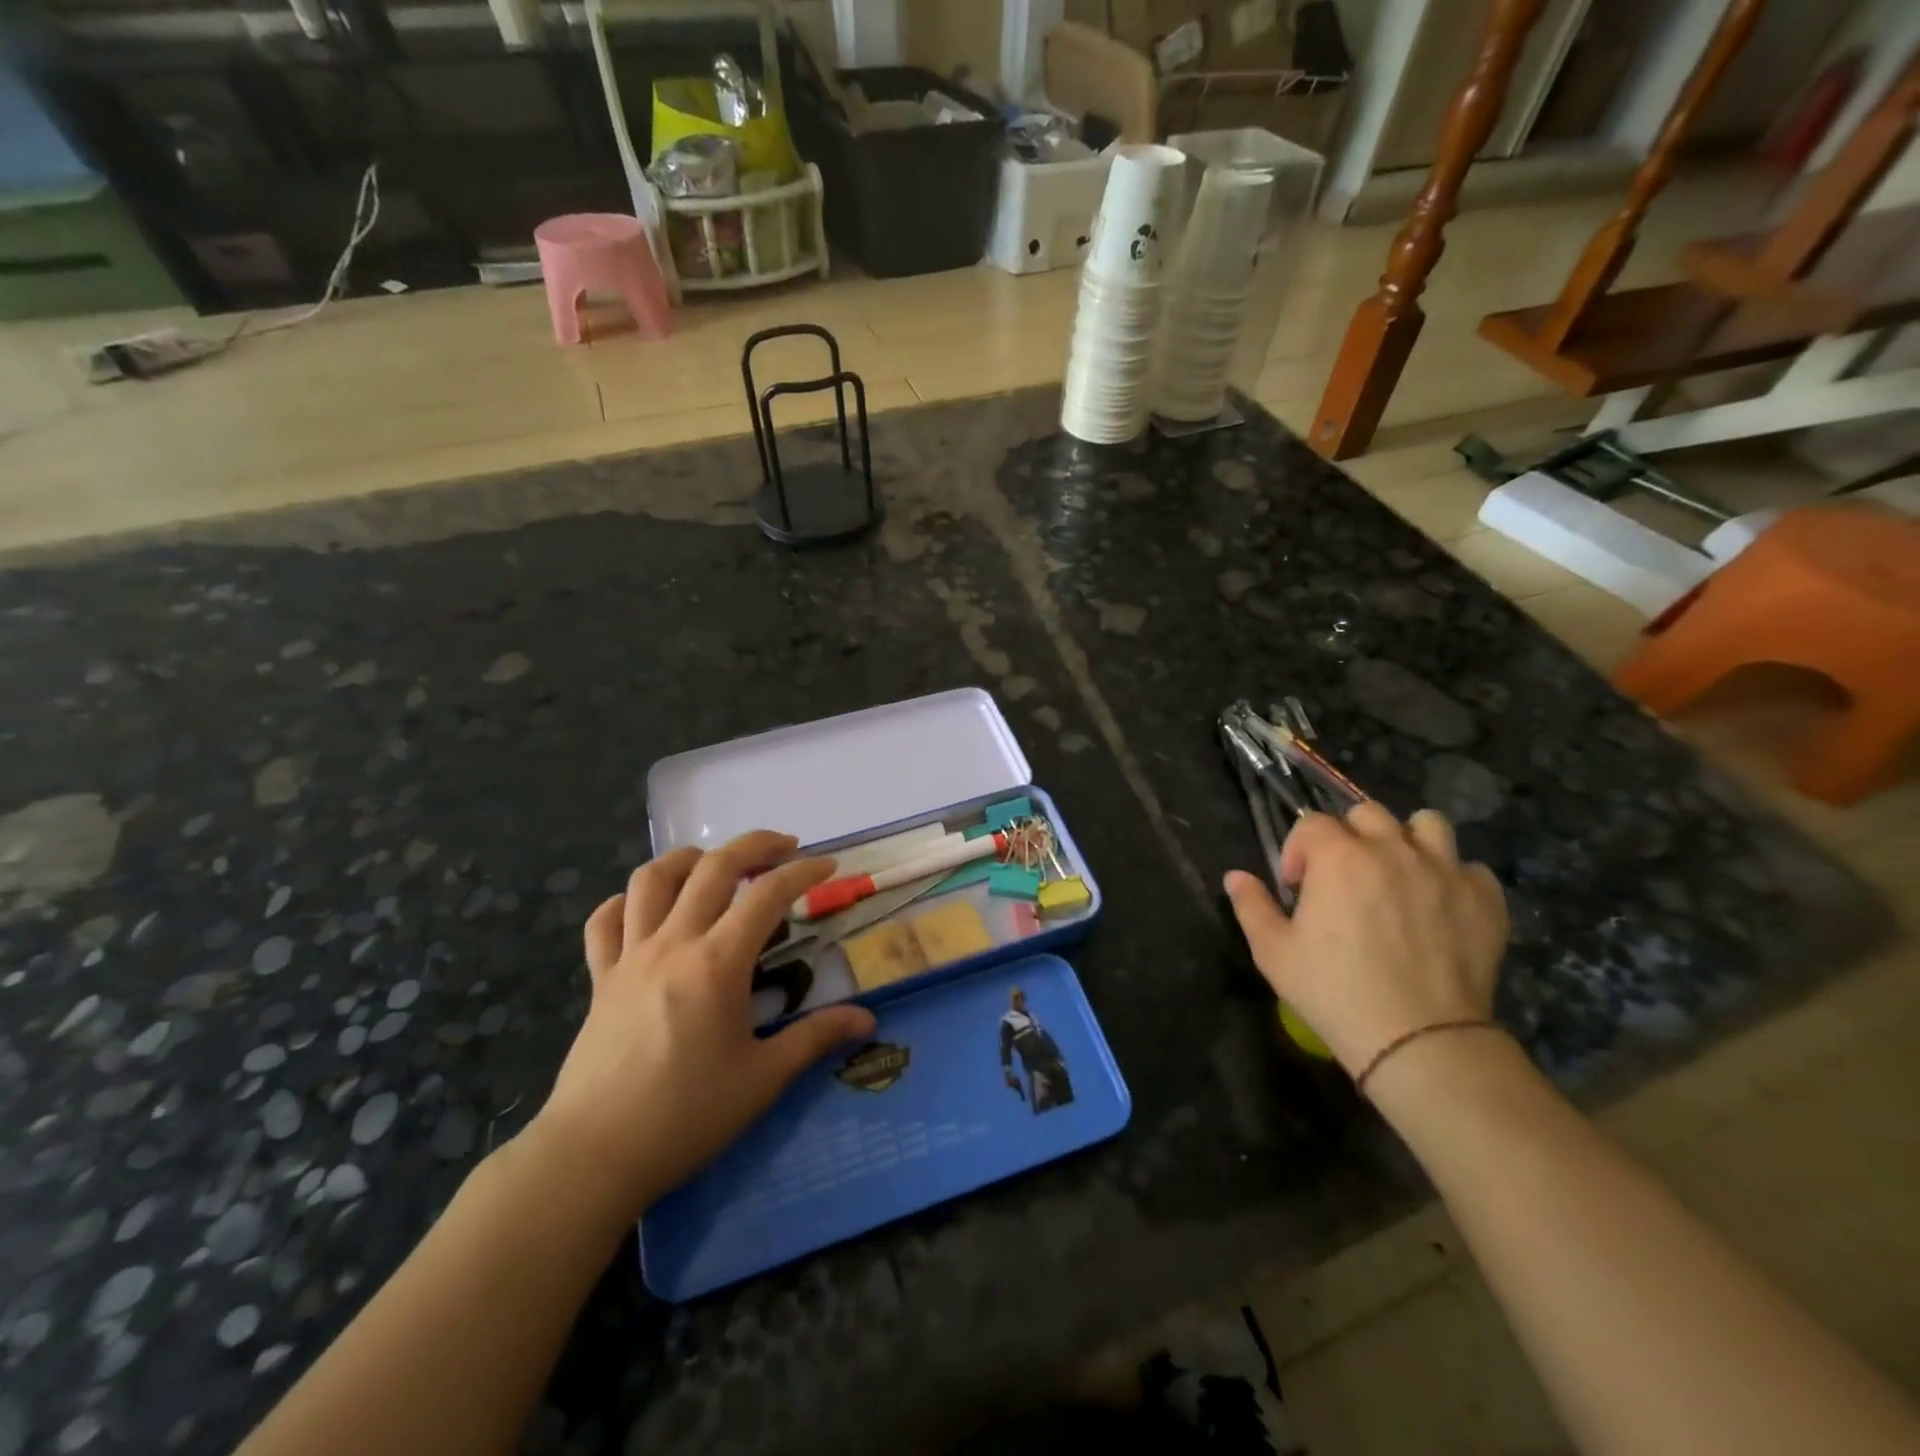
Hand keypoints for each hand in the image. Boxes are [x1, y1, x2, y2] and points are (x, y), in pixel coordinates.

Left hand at [525, 831, 876, 1218]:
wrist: (593, 1155)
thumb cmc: (686, 1116)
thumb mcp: (763, 1079)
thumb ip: (816, 1038)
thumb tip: (868, 1021)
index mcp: (717, 963)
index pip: (768, 895)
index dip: (803, 872)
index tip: (828, 865)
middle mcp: (673, 944)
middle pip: (713, 867)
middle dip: (755, 845)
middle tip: (785, 847)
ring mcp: (630, 957)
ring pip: (652, 878)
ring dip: (690, 858)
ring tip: (717, 864)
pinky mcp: (600, 979)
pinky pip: (605, 921)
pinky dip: (627, 901)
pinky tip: (648, 908)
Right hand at [1223, 803, 1508, 1082]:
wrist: (1418, 1039)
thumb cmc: (1333, 990)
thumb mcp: (1273, 952)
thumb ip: (1251, 906)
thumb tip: (1235, 876)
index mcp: (1338, 856)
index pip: (1312, 824)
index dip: (1298, 851)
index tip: (1297, 889)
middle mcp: (1392, 849)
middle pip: (1367, 814)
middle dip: (1349, 837)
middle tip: (1344, 878)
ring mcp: (1444, 870)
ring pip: (1428, 825)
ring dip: (1408, 841)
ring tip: (1398, 875)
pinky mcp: (1484, 898)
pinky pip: (1470, 867)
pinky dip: (1453, 878)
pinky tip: (1439, 906)